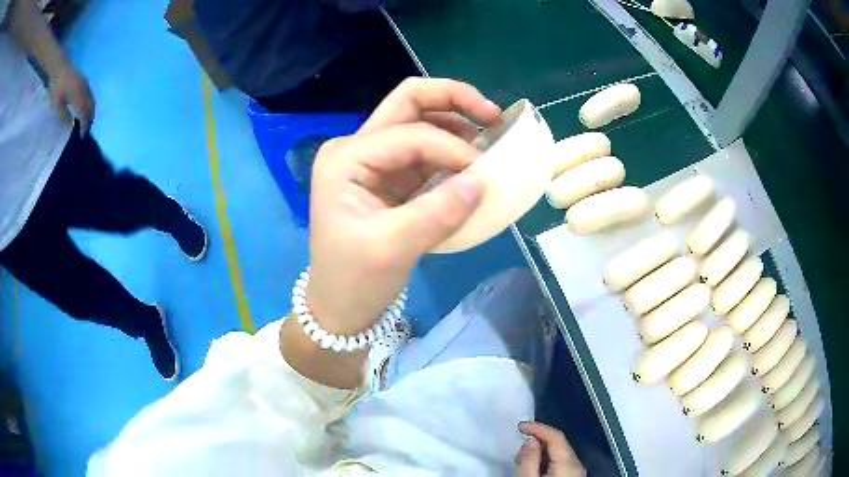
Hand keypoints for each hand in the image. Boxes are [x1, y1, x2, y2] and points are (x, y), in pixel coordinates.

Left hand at [49, 66, 94, 134]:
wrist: (61, 67)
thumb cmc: (57, 86)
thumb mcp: (57, 103)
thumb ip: (64, 114)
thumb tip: (70, 124)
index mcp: (78, 95)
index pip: (84, 112)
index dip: (84, 125)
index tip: (82, 136)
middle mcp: (85, 89)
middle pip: (91, 106)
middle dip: (89, 120)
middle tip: (85, 131)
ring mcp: (86, 84)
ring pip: (92, 101)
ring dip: (90, 112)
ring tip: (85, 122)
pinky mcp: (84, 82)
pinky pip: (90, 96)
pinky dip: (89, 105)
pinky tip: (84, 110)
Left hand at [305, 78, 500, 335]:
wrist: (340, 308)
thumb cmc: (354, 280)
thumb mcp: (392, 249)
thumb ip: (438, 212)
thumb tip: (482, 181)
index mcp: (346, 158)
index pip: (409, 134)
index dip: (452, 147)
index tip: (485, 174)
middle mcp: (356, 148)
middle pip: (408, 103)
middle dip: (453, 99)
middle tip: (494, 115)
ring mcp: (373, 161)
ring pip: (418, 121)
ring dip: (456, 122)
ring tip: (490, 137)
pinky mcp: (389, 178)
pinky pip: (425, 151)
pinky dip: (452, 151)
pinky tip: (474, 162)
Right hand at [516, 422, 584, 476]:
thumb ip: (529, 460)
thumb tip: (530, 440)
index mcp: (569, 463)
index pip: (556, 436)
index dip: (538, 427)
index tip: (521, 426)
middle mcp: (578, 465)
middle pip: (559, 444)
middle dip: (538, 440)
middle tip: (520, 447)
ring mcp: (578, 472)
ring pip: (560, 453)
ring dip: (542, 451)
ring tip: (524, 459)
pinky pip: (561, 463)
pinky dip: (548, 460)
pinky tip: (536, 467)